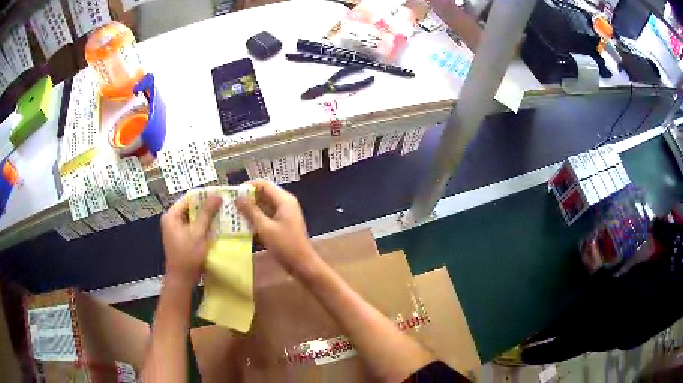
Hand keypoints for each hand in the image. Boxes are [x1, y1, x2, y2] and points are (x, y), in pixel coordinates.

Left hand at [161, 194, 222, 284]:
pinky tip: (217, 227)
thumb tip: (217, 195)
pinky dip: (204, 227)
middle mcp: (172, 220)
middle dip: (207, 207)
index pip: (188, 198)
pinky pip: (195, 227)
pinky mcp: (183, 239)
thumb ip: (206, 213)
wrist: (182, 279)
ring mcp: (177, 230)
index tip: (219, 195)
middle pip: (191, 208)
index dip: (203, 196)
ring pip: (194, 218)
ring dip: (207, 217)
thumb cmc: (187, 255)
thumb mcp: (198, 233)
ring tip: (223, 214)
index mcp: (171, 216)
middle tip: (223, 205)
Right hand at [235, 179, 316, 275]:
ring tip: (234, 215)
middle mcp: (285, 203)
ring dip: (251, 209)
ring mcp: (284, 214)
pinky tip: (245, 225)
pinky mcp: (282, 224)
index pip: (264, 184)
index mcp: (284, 200)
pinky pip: (267, 215)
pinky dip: (257, 218)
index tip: (233, 193)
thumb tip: (238, 197)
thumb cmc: (285, 246)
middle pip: (264, 193)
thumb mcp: (265, 228)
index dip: (248, 186)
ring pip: (264, 205)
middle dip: (248, 198)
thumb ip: (251, 211)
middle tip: (231, 205)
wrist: (302, 265)